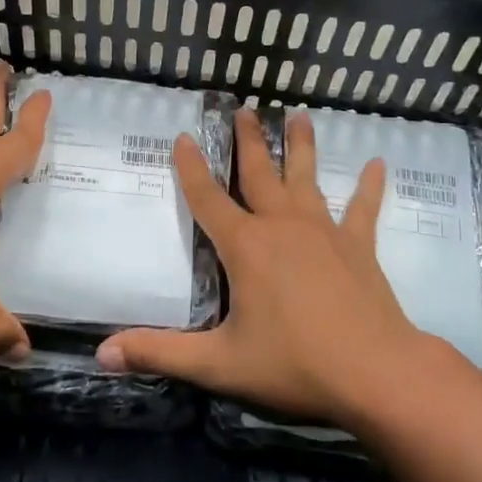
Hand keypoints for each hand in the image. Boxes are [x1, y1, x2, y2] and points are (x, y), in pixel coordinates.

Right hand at [96, 109, 434, 426]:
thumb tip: (102, 353)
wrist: (374, 372)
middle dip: (249, 141)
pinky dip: (370, 187)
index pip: (208, 198)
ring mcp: (324, 231)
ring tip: (300, 115)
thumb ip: (160, 353)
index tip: (185, 137)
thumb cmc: (293, 364)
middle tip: (245, 109)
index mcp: (245, 246)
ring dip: (301, 146)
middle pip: (260, 173)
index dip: (191, 168)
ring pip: (307, 178)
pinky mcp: (358, 246)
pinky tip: (379, 164)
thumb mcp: (219, 363)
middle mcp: (282, 226)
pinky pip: (363, 209)